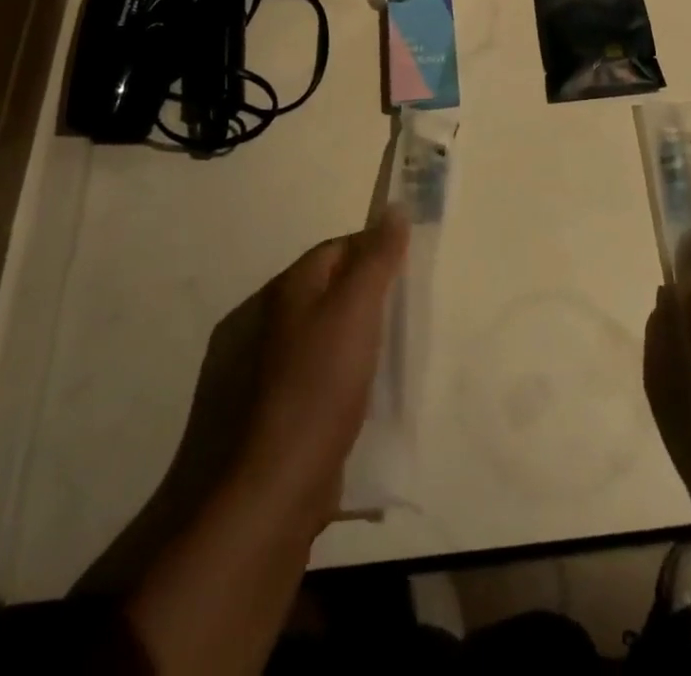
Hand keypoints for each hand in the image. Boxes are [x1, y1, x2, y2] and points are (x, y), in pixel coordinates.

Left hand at [242, 210, 409, 524]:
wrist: (279, 482)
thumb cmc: (320, 383)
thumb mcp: (357, 310)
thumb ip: (377, 258)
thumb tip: (394, 207)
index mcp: (292, 289)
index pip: (338, 248)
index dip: (374, 247)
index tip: (410, 263)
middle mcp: (281, 320)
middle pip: (335, 287)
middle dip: (373, 290)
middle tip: (412, 304)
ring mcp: (281, 366)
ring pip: (334, 330)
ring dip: (365, 331)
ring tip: (402, 344)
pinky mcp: (290, 404)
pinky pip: (330, 369)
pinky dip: (355, 369)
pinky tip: (377, 386)